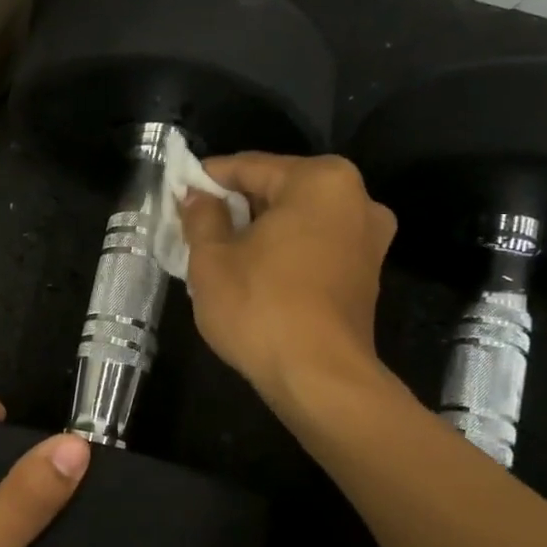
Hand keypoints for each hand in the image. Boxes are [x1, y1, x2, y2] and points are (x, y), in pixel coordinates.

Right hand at [180, 153, 396, 405]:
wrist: (320, 379)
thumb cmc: (261, 307)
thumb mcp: (212, 258)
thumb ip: (202, 216)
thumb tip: (197, 196)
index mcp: (320, 181)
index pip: (250, 167)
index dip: (208, 179)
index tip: (178, 192)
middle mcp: (356, 199)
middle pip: (279, 190)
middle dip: (236, 206)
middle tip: (196, 225)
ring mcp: (368, 238)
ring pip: (298, 220)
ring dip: (260, 231)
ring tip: (220, 251)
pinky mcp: (366, 274)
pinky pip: (315, 246)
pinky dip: (284, 251)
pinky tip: (254, 273)